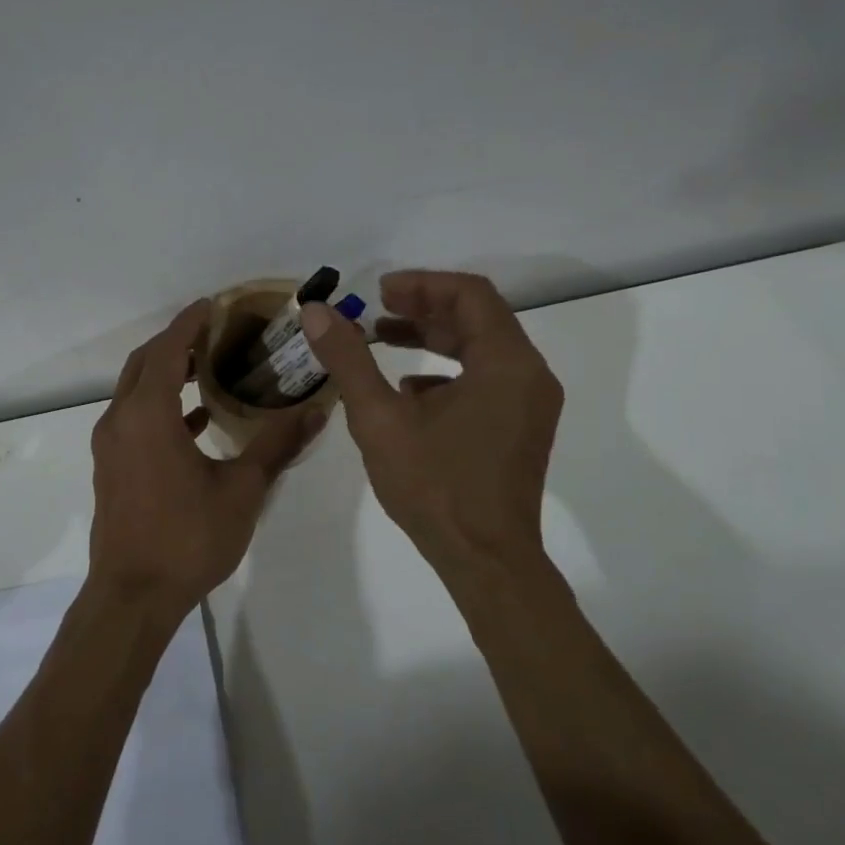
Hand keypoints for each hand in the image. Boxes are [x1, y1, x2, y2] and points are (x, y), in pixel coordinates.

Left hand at [90, 300, 325, 614]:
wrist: (132, 596)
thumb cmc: (187, 538)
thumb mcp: (241, 491)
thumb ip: (276, 446)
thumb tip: (315, 412)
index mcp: (148, 415)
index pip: (169, 349)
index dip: (190, 322)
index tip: (214, 303)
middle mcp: (121, 420)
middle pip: (146, 362)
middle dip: (177, 342)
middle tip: (217, 332)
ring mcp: (110, 444)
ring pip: (136, 390)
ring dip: (168, 373)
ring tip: (211, 368)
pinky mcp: (111, 466)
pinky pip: (134, 418)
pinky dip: (161, 406)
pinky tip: (197, 419)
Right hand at [302, 271, 562, 581]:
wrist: (485, 561)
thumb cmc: (435, 486)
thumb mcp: (380, 418)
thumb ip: (348, 359)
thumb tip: (315, 311)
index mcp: (506, 363)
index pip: (470, 294)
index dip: (422, 284)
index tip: (380, 291)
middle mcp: (528, 375)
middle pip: (478, 318)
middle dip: (424, 308)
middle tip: (377, 310)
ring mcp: (529, 404)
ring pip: (481, 349)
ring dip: (433, 338)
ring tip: (384, 340)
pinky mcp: (520, 428)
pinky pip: (486, 380)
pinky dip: (447, 371)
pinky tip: (408, 390)